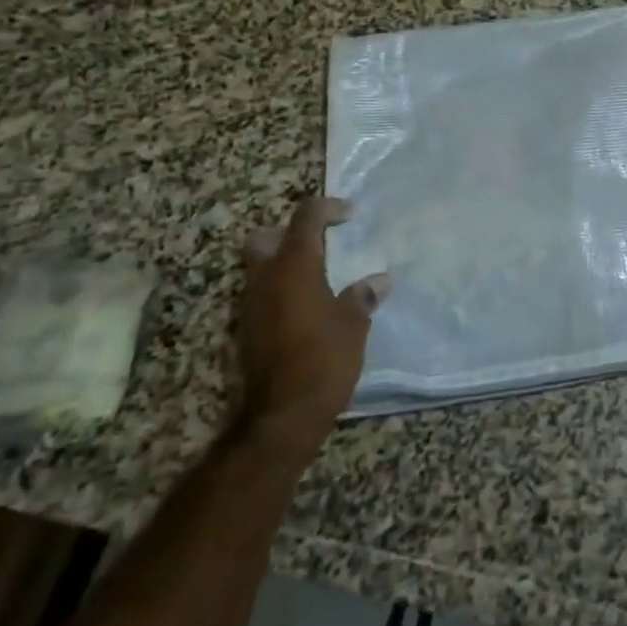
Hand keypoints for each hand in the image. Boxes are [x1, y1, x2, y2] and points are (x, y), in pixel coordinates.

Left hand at [238, 196, 388, 431]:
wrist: (281, 418)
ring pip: (260, 268)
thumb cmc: (323, 359)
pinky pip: (262, 295)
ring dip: (285, 264)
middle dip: (290, 233)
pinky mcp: (247, 331)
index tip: (350, 214)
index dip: (328, 208)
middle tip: (320, 242)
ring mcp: (251, 306)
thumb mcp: (353, 325)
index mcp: (295, 266)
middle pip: (266, 238)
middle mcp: (265, 279)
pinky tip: (307, 307)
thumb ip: (362, 296)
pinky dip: (281, 291)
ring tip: (320, 276)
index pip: (305, 217)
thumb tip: (379, 280)